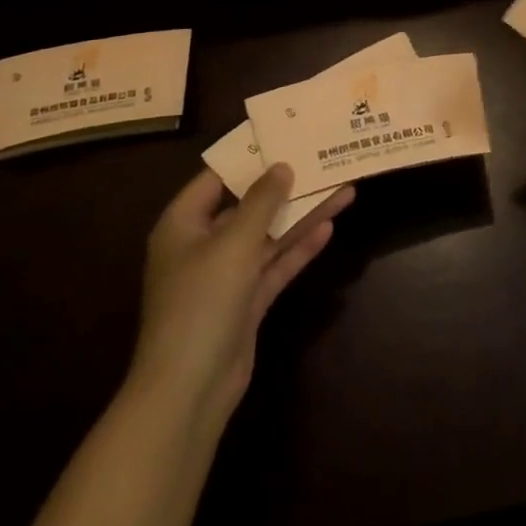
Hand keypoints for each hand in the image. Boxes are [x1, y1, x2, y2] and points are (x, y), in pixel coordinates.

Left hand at [130, 165, 351, 427]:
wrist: (189, 390)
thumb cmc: (201, 303)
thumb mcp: (233, 244)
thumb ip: (260, 202)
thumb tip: (281, 166)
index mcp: (183, 224)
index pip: (216, 178)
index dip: (249, 157)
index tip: (284, 136)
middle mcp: (203, 245)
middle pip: (248, 206)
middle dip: (286, 187)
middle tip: (322, 159)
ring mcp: (226, 276)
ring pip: (268, 236)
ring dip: (301, 216)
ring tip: (342, 188)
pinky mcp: (246, 302)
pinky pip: (275, 265)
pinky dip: (299, 248)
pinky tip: (329, 227)